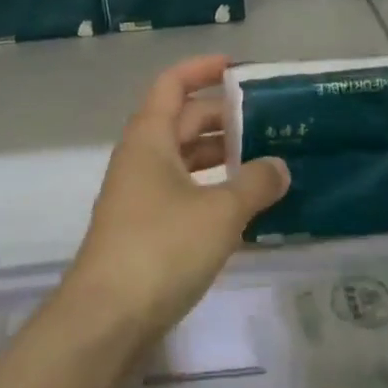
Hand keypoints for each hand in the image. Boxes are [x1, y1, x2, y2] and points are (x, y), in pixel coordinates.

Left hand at [63, 56, 289, 342]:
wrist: (108, 318)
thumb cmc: (162, 248)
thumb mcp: (220, 211)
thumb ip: (255, 183)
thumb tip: (280, 166)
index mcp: (149, 139)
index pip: (172, 85)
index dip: (202, 69)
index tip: (240, 69)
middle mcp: (140, 160)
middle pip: (182, 123)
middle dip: (223, 118)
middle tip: (270, 122)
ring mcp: (140, 197)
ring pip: (184, 162)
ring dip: (220, 158)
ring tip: (267, 163)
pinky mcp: (145, 232)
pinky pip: (184, 196)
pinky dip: (213, 193)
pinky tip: (246, 208)